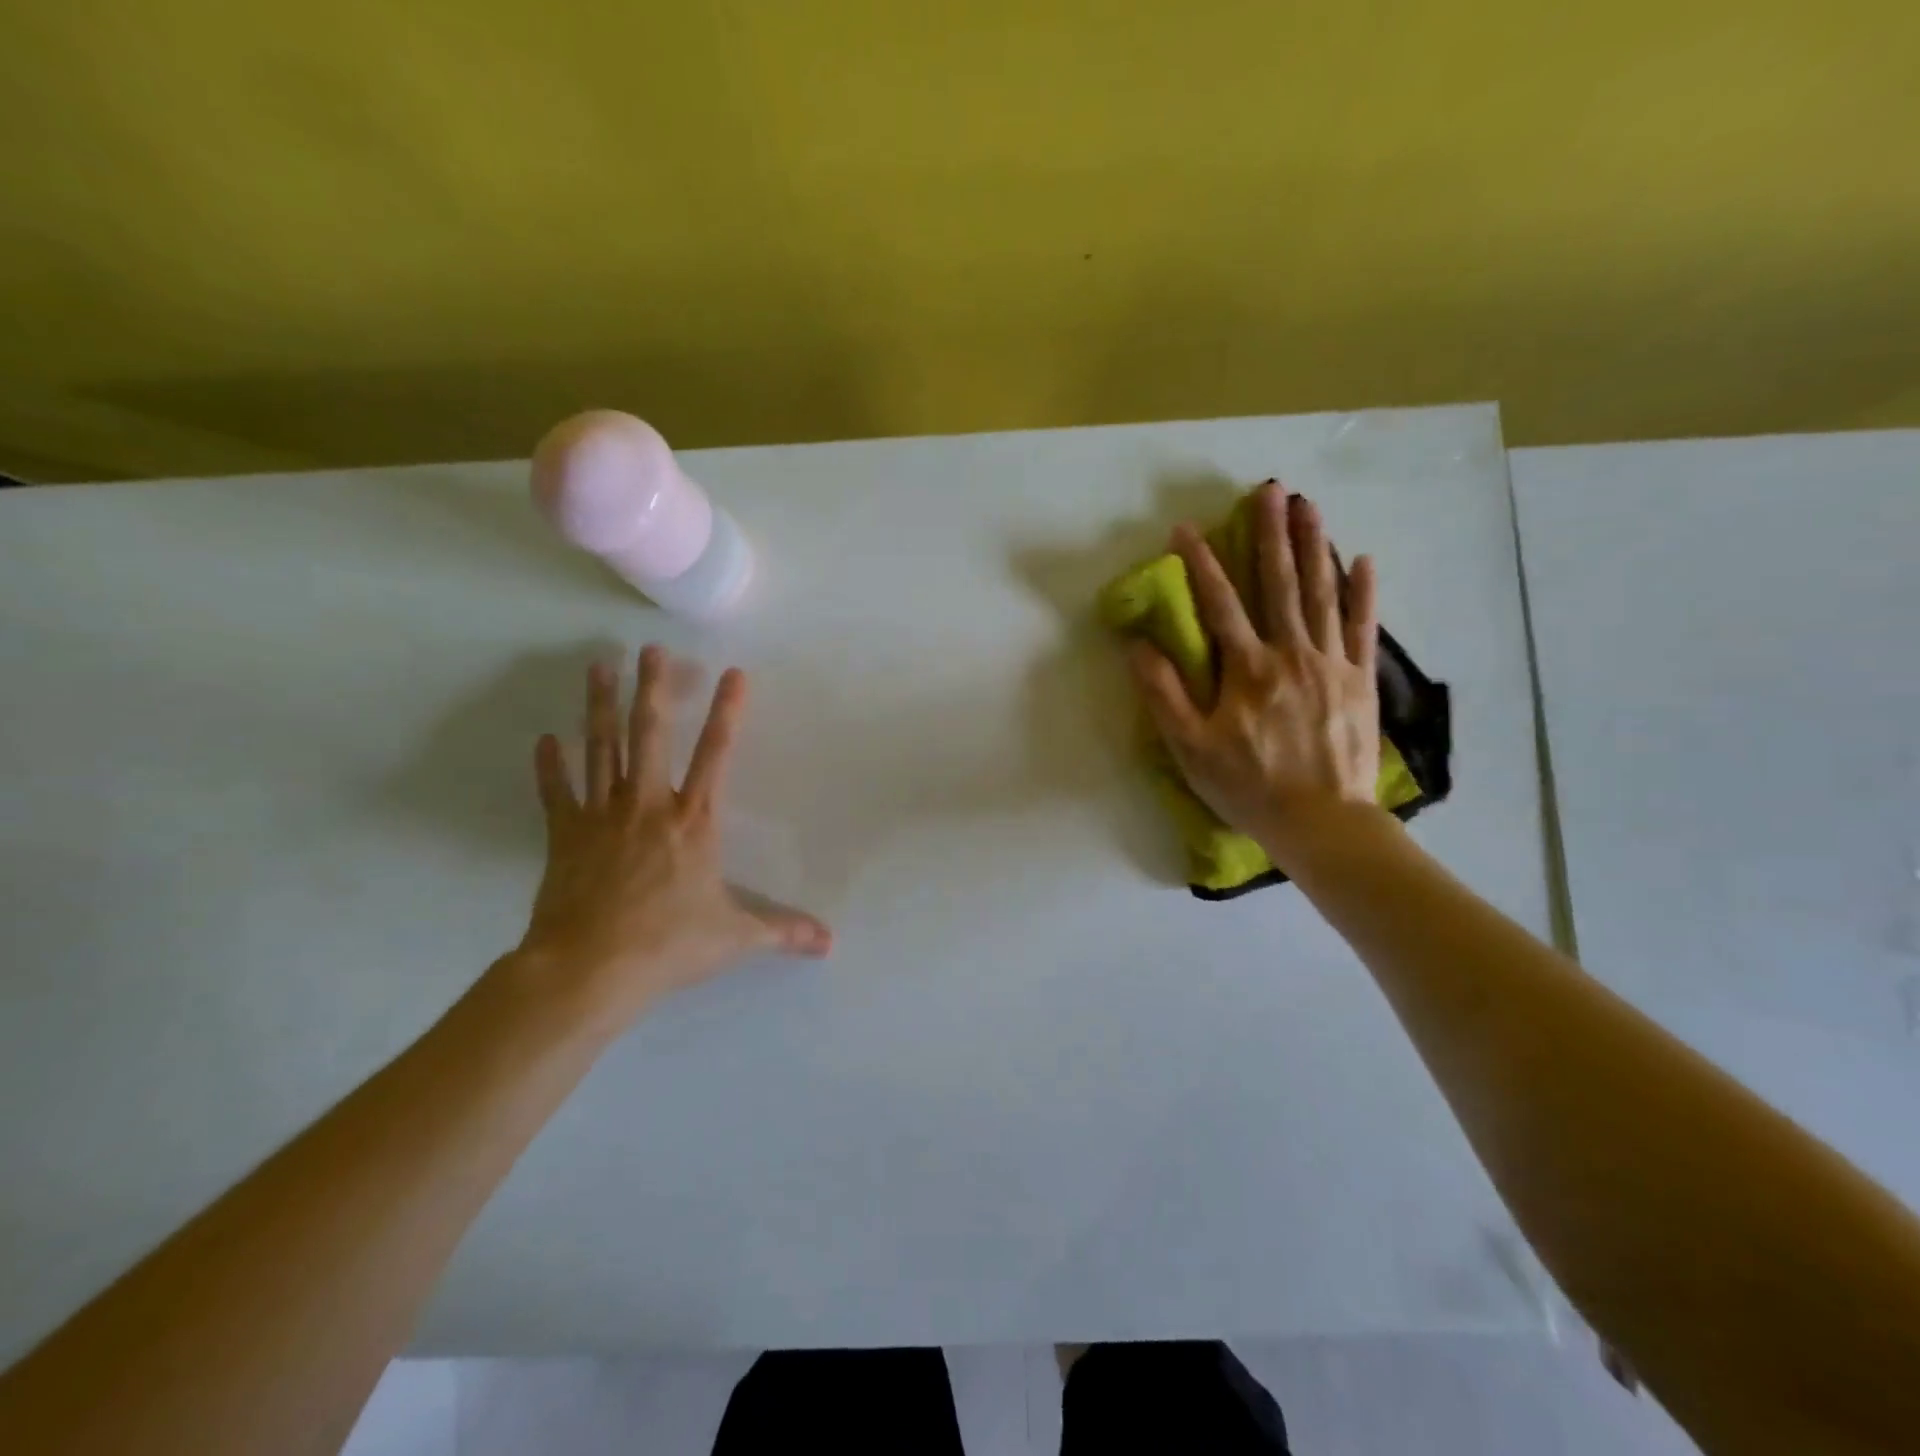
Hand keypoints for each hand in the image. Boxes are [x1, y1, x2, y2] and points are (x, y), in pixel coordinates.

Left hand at [512, 646, 831, 1027]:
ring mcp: (602, 816)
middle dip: (653, 689)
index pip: (717, 754)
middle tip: (650, 649)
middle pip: (651, 735)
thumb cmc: (668, 944)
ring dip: (600, 707)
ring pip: (602, 749)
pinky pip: (557, 792)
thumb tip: (830, 943)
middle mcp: (649, 805)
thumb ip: (783, 931)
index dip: (727, 712)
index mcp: (694, 821)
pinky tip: (545, 739)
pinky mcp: (565, 835)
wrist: (589, 968)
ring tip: (598, 666)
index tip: (732, 673)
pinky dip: (551, 766)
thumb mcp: (735, 937)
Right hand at [1129, 482, 1383, 872]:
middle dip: (1271, 534)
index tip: (1186, 529)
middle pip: (1279, 583)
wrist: (1323, 822)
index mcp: (1247, 668)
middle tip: (1271, 490)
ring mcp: (1331, 663)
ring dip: (1315, 546)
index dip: (1200, 564)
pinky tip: (1362, 560)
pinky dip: (1363, 593)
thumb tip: (1138, 646)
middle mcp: (1291, 653)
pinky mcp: (1360, 680)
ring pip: (1322, 594)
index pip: (1219, 603)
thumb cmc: (1249, 787)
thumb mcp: (1190, 748)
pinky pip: (1364, 627)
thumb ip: (1164, 694)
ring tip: (1310, 506)